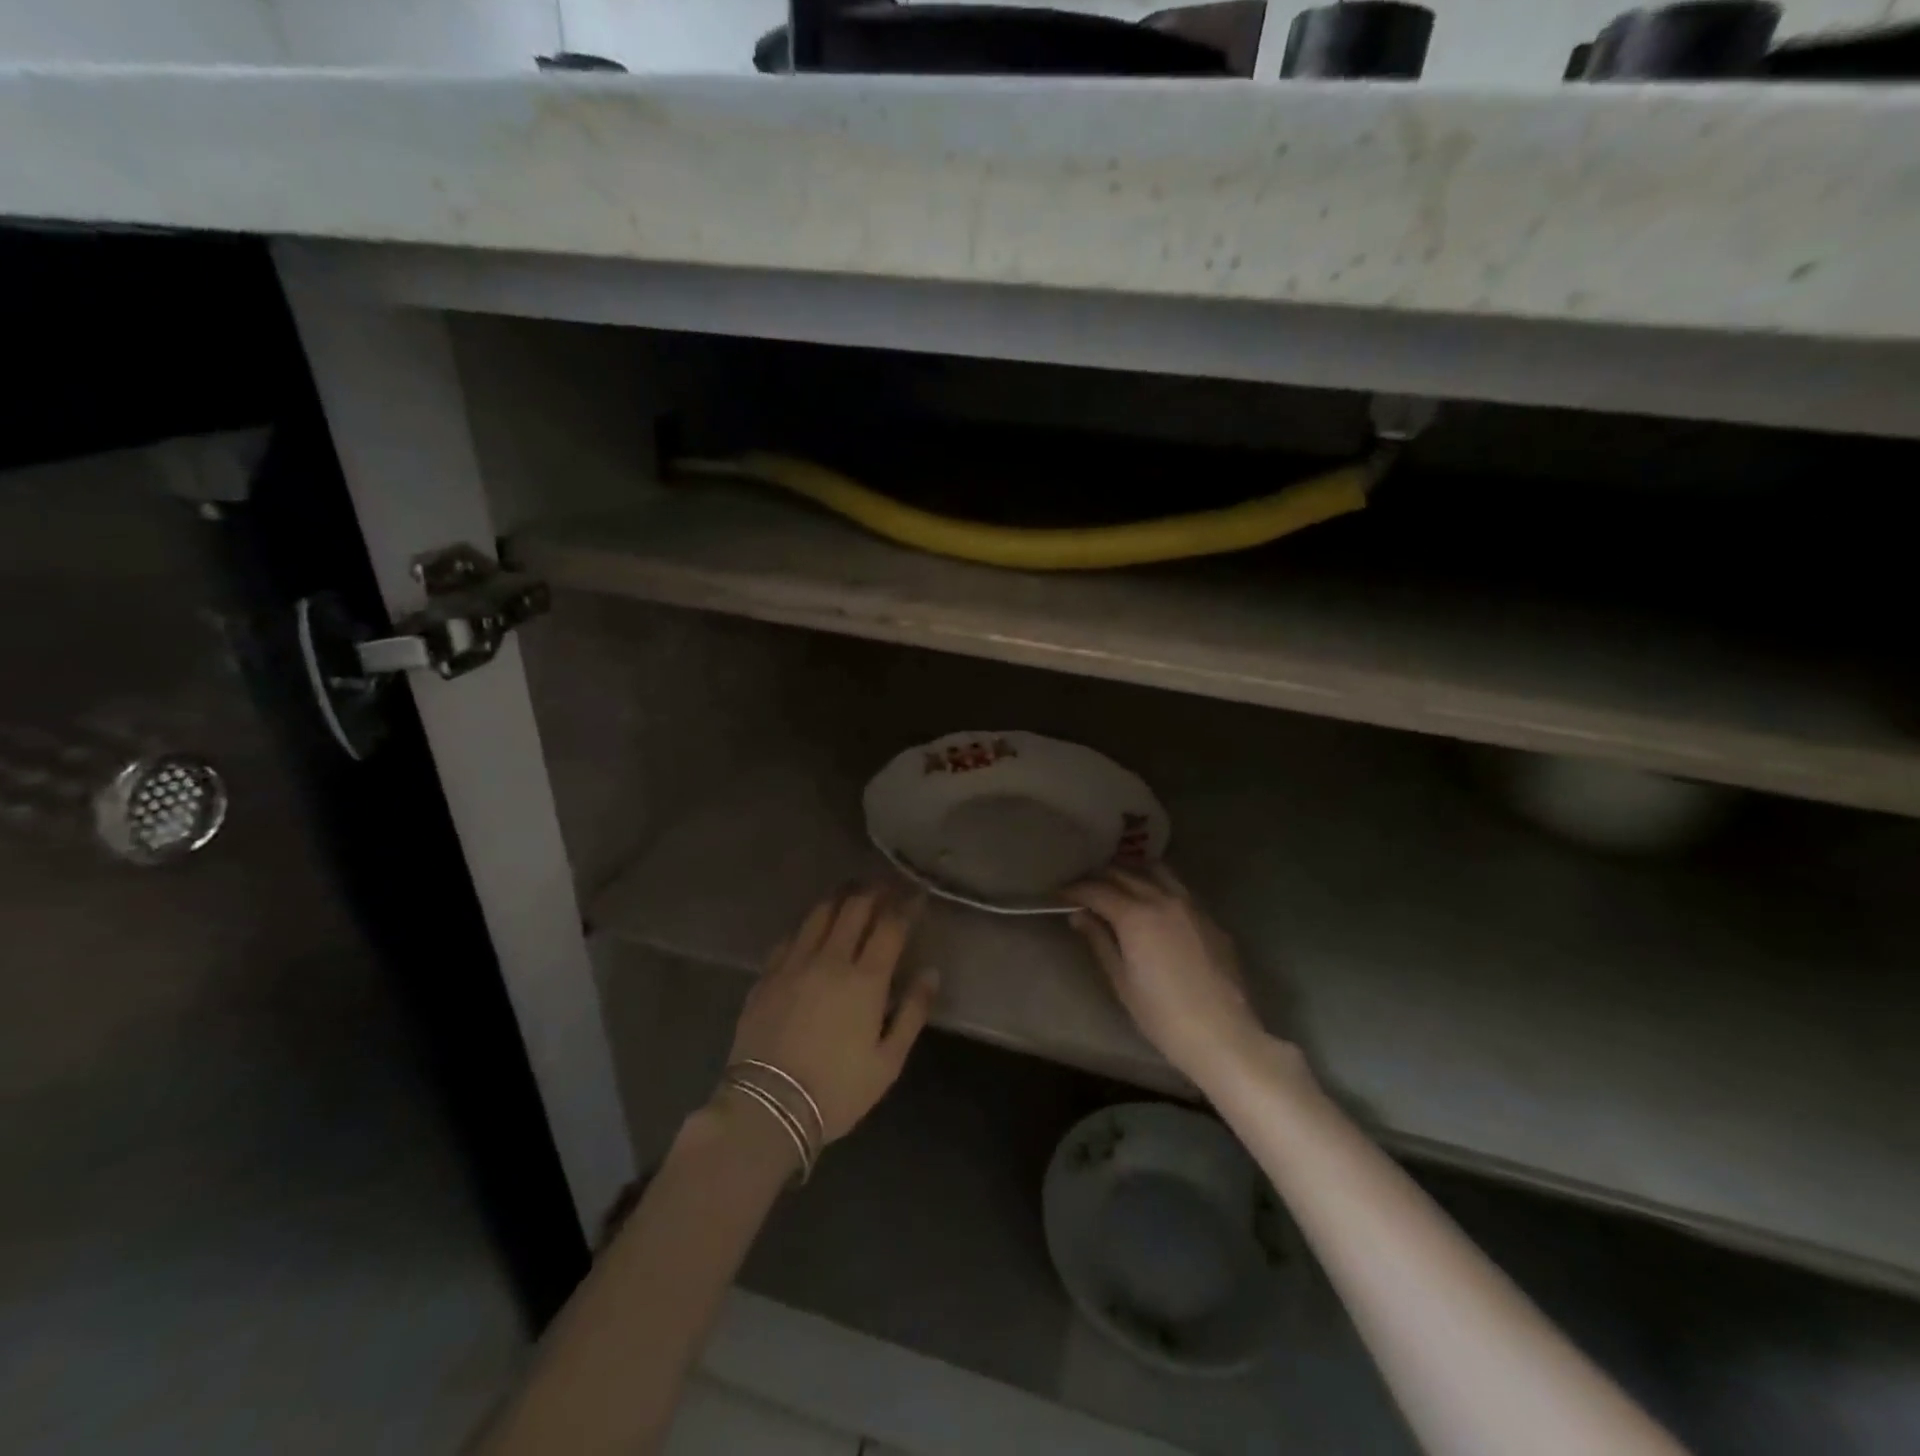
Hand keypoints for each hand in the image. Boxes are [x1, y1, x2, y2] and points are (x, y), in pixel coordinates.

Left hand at [728, 887, 937, 1143]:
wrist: (767, 1108)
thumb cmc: (837, 1090)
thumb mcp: (888, 1062)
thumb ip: (912, 1012)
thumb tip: (930, 973)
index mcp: (866, 980)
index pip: (890, 925)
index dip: (906, 905)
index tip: (916, 894)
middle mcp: (830, 959)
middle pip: (855, 908)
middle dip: (875, 890)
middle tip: (887, 885)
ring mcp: (794, 963)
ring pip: (820, 913)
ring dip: (841, 897)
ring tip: (853, 892)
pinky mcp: (767, 975)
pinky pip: (791, 936)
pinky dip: (809, 924)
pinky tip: (813, 926)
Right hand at [1065, 866, 1268, 1085]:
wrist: (1223, 1035)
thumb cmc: (1162, 1015)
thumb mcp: (1121, 981)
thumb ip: (1099, 941)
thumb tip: (1079, 915)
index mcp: (1136, 916)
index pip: (1097, 890)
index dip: (1075, 890)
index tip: (1060, 894)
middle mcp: (1163, 900)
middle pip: (1125, 874)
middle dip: (1100, 878)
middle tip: (1084, 890)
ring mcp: (1192, 907)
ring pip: (1157, 873)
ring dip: (1133, 874)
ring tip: (1119, 887)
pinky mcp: (1211, 920)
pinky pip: (1179, 892)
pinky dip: (1159, 889)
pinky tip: (1154, 908)